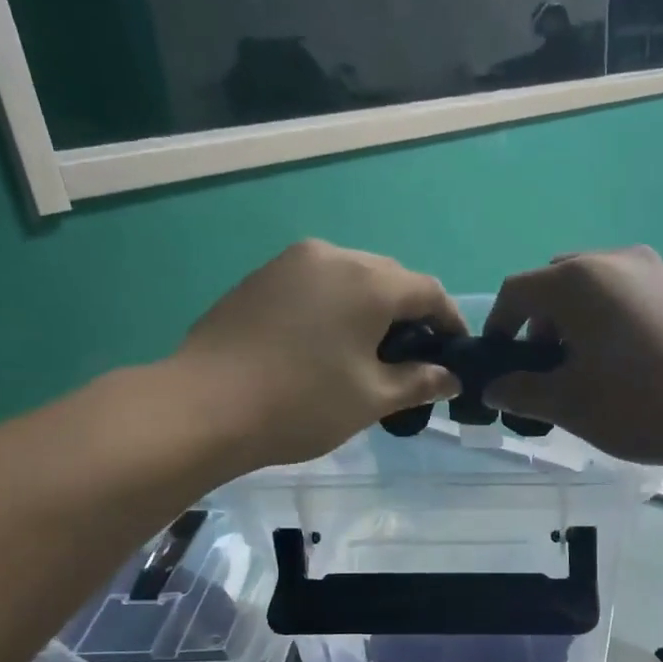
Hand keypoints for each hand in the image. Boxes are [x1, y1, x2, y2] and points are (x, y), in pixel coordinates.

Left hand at [170, 240, 461, 471]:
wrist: (206, 405)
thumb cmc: (303, 403)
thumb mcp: (372, 398)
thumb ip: (419, 382)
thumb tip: (451, 378)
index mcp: (369, 282)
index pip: (429, 291)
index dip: (451, 322)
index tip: (456, 355)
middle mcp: (333, 256)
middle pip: (389, 278)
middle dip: (411, 315)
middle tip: (414, 359)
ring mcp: (291, 263)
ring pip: (350, 278)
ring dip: (371, 309)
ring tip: (370, 354)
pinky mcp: (261, 278)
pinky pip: (316, 285)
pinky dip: (336, 308)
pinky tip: (327, 345)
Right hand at [482, 246, 662, 466]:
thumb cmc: (640, 405)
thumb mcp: (569, 404)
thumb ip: (521, 391)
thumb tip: (495, 388)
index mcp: (578, 280)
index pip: (517, 291)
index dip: (498, 325)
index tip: (499, 362)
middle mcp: (612, 260)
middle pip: (555, 283)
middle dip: (538, 323)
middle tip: (543, 369)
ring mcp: (651, 269)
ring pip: (591, 287)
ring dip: (572, 321)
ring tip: (582, 368)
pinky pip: (623, 294)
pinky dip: (605, 319)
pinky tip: (619, 361)